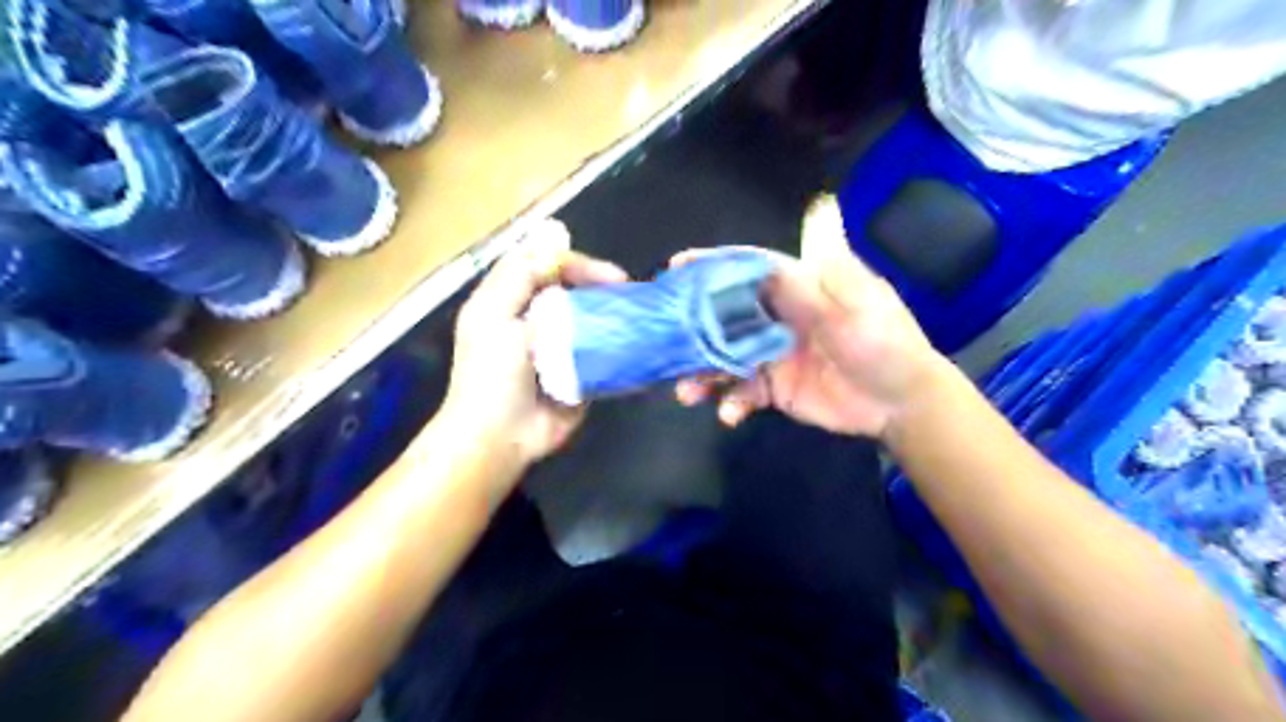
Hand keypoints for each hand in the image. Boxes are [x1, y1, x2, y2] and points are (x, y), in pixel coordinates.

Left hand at [436, 220, 627, 468]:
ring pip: (592, 319)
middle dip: (602, 287)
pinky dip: (621, 347)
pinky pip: (604, 354)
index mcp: (511, 301)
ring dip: (616, 314)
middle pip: (574, 290)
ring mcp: (561, 349)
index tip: (610, 276)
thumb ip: (524, 275)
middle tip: (630, 293)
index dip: (578, 264)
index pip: (546, 265)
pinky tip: (642, 342)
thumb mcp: (496, 316)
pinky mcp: (580, 375)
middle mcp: (537, 320)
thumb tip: (556, 231)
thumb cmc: (491, 376)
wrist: (500, 439)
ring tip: (641, 315)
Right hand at [674, 192, 940, 439]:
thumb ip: (818, 272)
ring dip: (703, 372)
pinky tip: (729, 415)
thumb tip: (819, 205)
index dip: (713, 266)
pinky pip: (743, 392)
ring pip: (726, 357)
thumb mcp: (854, 304)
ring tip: (687, 392)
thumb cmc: (884, 343)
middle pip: (725, 316)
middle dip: (694, 328)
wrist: (902, 403)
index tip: (676, 267)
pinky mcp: (775, 388)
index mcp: (797, 288)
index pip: (748, 269)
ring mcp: (772, 354)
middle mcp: (777, 317)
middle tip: (664, 341)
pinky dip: (732, 403)